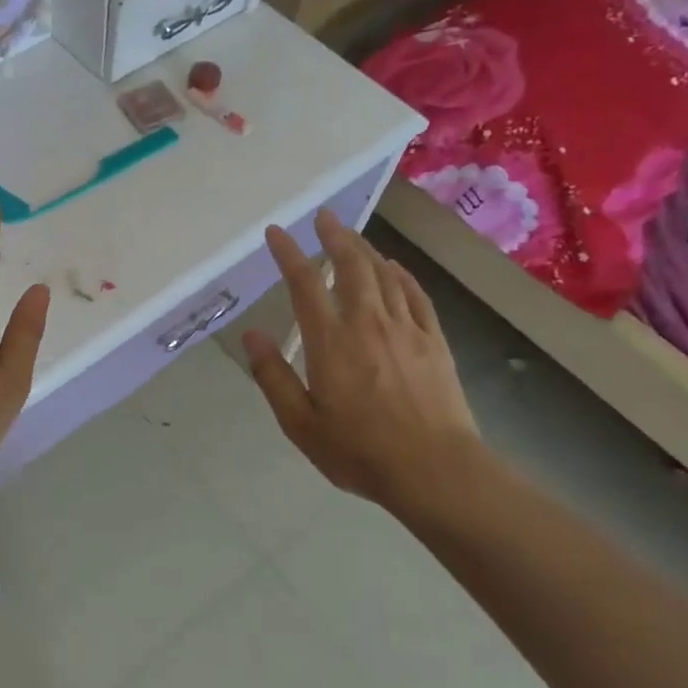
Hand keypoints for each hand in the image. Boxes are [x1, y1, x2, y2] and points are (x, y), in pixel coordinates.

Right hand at [242, 211, 483, 508]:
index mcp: (330, 341)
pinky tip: (394, 268)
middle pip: (351, 266)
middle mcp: (367, 323)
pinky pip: (415, 295)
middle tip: (324, 217)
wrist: (436, 471)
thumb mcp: (300, 423)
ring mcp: (405, 329)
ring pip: (383, 275)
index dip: (288, 253)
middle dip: (335, 236)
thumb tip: (251, 335)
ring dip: (365, 249)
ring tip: (352, 236)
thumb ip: (273, 376)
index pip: (304, 283)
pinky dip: (401, 275)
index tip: (277, 232)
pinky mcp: (433, 342)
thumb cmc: (360, 450)